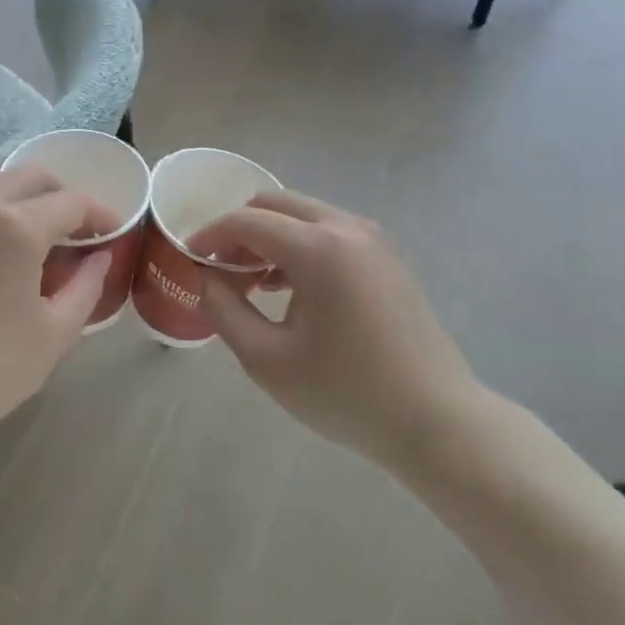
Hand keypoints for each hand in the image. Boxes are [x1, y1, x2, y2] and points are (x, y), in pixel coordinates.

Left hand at [0, 166, 113, 469]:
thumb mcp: (55, 331)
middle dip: (61, 194)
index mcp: (16, 227)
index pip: (70, 202)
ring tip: (37, 238)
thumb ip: (86, 284)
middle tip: (77, 229)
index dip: (100, 214)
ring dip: (23, 200)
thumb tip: (101, 256)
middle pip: (29, 177)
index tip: (114, 232)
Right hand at [196, 191, 485, 476]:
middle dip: (238, 228)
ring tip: (251, 282)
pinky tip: (289, 287)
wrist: (436, 421)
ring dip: (269, 235)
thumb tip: (206, 276)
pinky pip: (329, 230)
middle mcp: (347, 228)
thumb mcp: (266, 359)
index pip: (246, 220)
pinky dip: (298, 244)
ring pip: (303, 214)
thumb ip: (224, 309)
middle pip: (275, 203)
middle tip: (219, 268)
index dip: (209, 235)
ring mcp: (373, 239)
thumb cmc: (345, 393)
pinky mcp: (387, 257)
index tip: (188, 259)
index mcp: (318, 248)